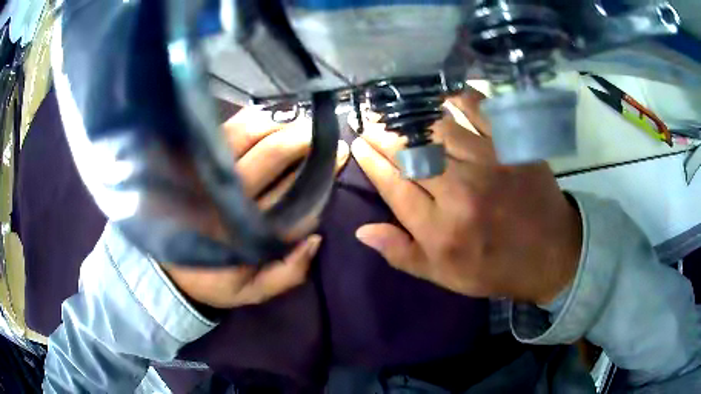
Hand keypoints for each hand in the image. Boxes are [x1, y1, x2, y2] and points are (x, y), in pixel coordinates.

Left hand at [164, 107, 349, 307]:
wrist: (167, 267)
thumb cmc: (213, 279)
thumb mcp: (251, 291)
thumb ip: (287, 274)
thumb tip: (316, 238)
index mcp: (243, 236)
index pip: (291, 201)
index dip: (319, 180)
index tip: (338, 160)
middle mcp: (225, 200)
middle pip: (270, 158)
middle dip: (302, 142)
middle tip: (326, 134)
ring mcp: (206, 175)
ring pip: (246, 136)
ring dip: (278, 126)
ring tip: (299, 124)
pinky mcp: (192, 161)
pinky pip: (223, 131)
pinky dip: (249, 120)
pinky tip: (268, 119)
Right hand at [351, 89, 581, 304]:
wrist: (551, 254)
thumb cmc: (495, 268)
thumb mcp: (445, 276)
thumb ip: (402, 253)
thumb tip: (361, 231)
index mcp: (441, 229)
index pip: (394, 186)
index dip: (371, 162)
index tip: (357, 144)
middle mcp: (461, 192)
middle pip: (410, 154)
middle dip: (383, 135)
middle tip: (369, 121)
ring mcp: (489, 163)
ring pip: (438, 129)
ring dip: (411, 116)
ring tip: (395, 108)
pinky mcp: (513, 146)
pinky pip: (481, 112)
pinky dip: (459, 98)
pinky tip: (442, 95)